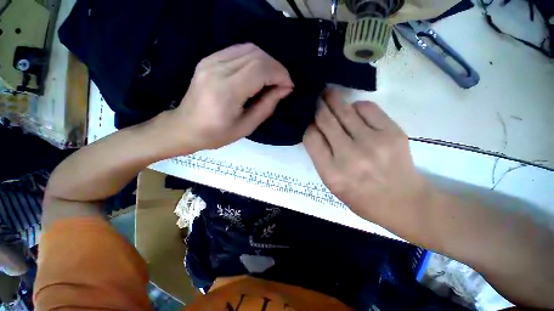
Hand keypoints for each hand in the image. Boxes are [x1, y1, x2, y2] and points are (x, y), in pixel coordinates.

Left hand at [167, 43, 292, 152]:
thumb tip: (285, 89)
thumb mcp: (246, 127)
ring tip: (272, 79)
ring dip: (266, 62)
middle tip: (283, 84)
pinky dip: (254, 59)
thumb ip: (267, 106)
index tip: (289, 87)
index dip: (280, 75)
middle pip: (257, 55)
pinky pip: (238, 50)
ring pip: (249, 48)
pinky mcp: (208, 59)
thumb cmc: (216, 134)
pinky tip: (258, 73)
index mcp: (226, 91)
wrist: (185, 127)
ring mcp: (210, 61)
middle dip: (276, 67)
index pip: (261, 69)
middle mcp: (217, 69)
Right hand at [303, 88, 430, 221]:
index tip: (309, 119)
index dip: (308, 125)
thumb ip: (320, 156)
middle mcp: (350, 156)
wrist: (402, 202)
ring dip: (334, 99)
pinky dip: (357, 106)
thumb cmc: (360, 196)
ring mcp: (373, 142)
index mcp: (331, 173)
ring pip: (345, 111)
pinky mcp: (393, 133)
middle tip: (315, 96)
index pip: (311, 138)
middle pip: (326, 121)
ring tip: (328, 93)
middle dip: (318, 106)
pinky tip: (354, 109)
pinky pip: (367, 109)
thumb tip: (315, 129)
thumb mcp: (332, 183)